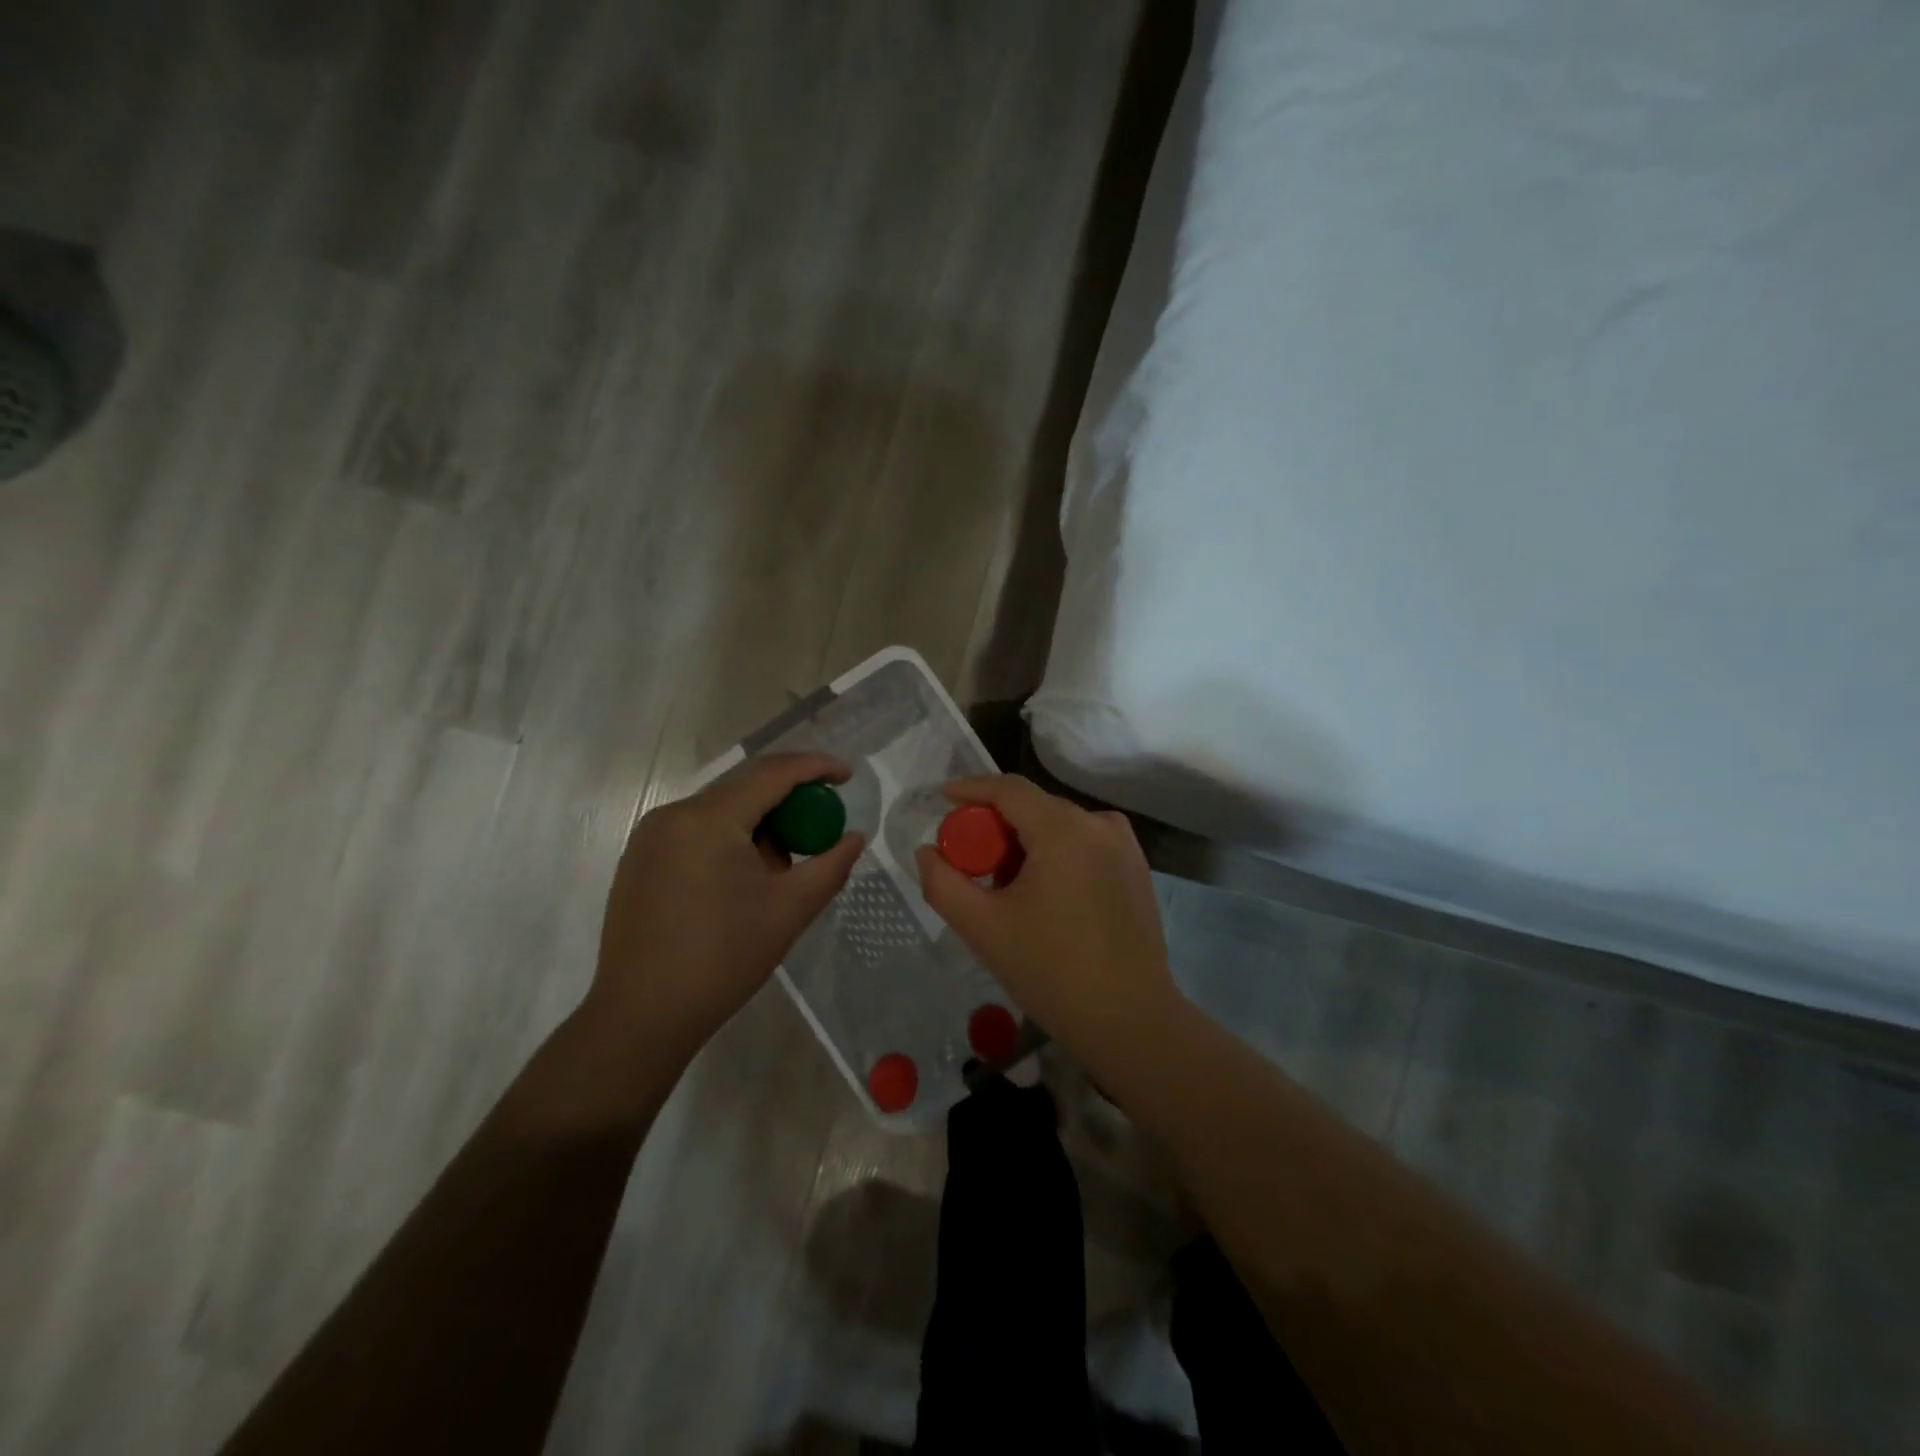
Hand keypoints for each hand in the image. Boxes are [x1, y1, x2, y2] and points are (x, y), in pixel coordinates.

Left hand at [588, 753, 865, 1061]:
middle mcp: (675, 814)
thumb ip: (831, 865)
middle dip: (789, 796)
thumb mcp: (790, 910)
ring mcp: (651, 835)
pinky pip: (697, 828)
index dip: (815, 767)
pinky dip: (731, 836)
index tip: (847, 775)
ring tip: (782, 863)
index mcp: (709, 820)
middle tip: (822, 820)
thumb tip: (854, 838)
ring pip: (721, 808)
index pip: (772, 773)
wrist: (642, 1016)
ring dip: (760, 820)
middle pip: (745, 785)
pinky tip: (744, 876)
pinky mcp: (640, 858)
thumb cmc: (723, 960)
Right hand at [915, 775, 1179, 1065]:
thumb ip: (943, 883)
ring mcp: (1124, 846)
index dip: (971, 788)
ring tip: (1006, 886)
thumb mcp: (982, 928)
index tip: (942, 798)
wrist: (1129, 1020)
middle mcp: (1099, 825)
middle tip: (969, 860)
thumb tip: (927, 851)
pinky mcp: (1137, 869)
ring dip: (1027, 843)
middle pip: (1034, 807)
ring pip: (1060, 826)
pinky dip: (1056, 854)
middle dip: (996, 826)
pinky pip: (1084, 844)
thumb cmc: (1051, 971)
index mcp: (1064, 830)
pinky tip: (1044, 895)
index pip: (1009, 789)